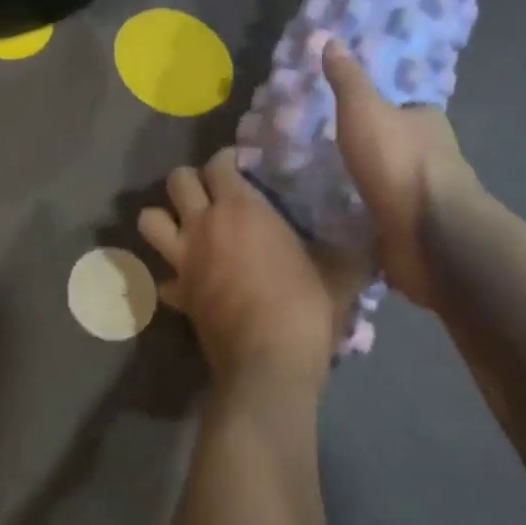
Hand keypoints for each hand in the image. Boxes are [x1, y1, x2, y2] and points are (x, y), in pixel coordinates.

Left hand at [139, 149, 350, 390]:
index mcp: (240, 207)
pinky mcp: (177, 295)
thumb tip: (376, 242)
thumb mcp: (339, 274)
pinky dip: (167, 277)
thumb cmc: (304, 307)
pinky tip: (184, 283)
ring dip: (163, 218)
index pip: (219, 162)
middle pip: (177, 179)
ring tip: (184, 227)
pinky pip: (159, 279)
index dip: (228, 160)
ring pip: (149, 219)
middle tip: (212, 193)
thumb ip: (349, 252)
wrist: (269, 364)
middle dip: (191, 180)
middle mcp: (203, 224)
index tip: (243, 168)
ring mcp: (183, 259)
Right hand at [323, 39, 488, 308]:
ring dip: (375, 183)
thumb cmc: (397, 161)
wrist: (429, 234)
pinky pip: (391, 217)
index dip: (384, 109)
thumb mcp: (363, 109)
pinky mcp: (419, 231)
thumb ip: (347, 79)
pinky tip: (348, 216)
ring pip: (397, 182)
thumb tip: (331, 39)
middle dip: (377, 147)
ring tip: (333, 183)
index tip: (354, 114)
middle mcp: (437, 156)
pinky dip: (373, 215)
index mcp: (429, 122)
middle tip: (336, 148)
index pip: (407, 108)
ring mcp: (429, 197)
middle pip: (403, 144)